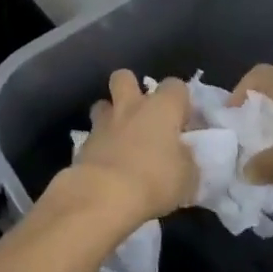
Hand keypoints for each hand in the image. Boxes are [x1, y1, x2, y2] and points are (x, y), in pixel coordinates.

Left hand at [61, 70, 197, 225]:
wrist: (105, 194)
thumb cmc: (155, 181)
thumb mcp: (188, 177)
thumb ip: (186, 158)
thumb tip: (181, 152)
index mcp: (161, 108)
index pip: (175, 86)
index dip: (180, 101)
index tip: (183, 122)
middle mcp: (130, 107)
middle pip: (125, 77)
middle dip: (131, 88)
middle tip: (143, 115)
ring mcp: (103, 122)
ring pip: (103, 104)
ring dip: (111, 115)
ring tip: (121, 138)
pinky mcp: (83, 143)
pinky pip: (93, 135)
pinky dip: (100, 144)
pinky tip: (107, 163)